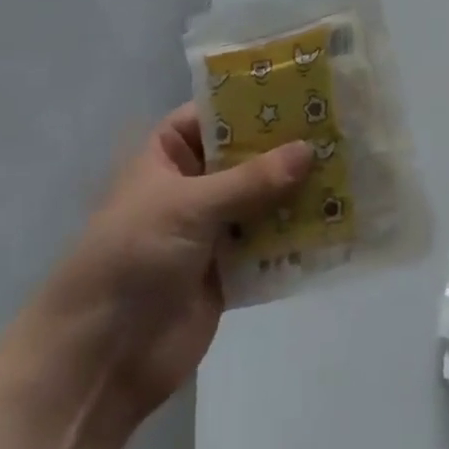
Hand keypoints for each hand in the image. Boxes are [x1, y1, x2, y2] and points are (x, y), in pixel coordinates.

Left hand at [0, 106, 312, 430]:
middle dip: (288, 145)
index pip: (218, 111)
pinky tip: (339, 216)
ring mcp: (213, 226)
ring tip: (351, 164)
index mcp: (169, 154)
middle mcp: (194, 183)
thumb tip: (310, 149)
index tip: (306, 85)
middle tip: (341, 124)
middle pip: (248, 153)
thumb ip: (251, 179)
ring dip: (299, 187)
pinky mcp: (230, 266)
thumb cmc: (131, 259)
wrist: (97, 364)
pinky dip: (297, 230)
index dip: (257, 99)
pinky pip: (270, 239)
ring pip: (264, 195)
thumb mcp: (188, 207)